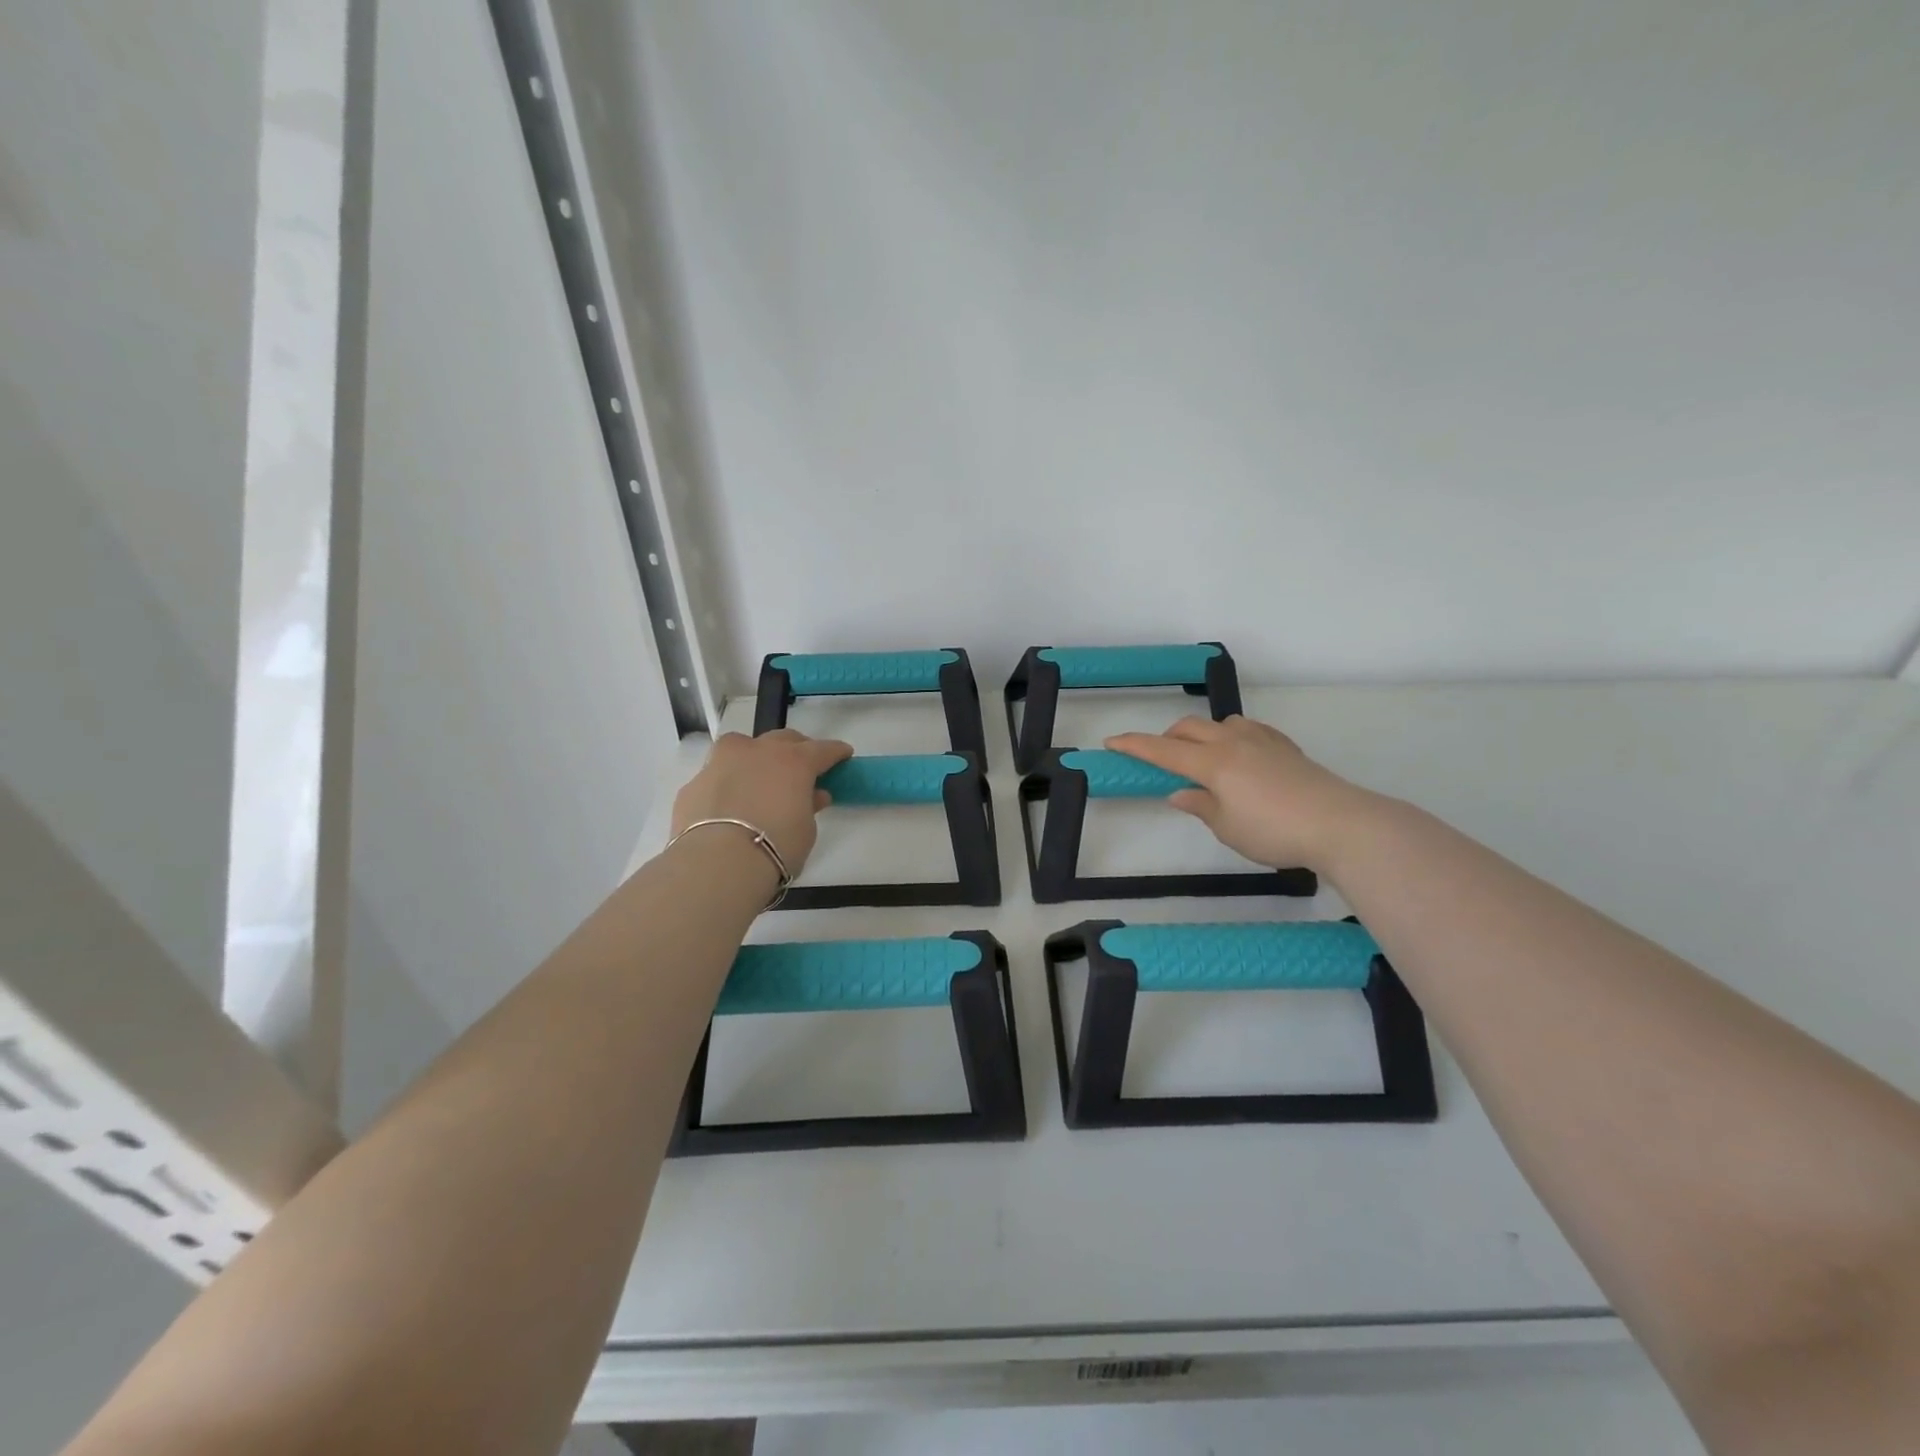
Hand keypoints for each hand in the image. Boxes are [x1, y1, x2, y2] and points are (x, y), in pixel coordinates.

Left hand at [671, 729, 852, 874]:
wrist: (717, 862)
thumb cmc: (775, 846)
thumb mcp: (805, 830)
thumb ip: (809, 807)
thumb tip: (812, 796)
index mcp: (794, 761)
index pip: (822, 750)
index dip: (836, 752)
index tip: (844, 754)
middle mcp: (758, 752)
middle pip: (783, 739)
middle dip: (796, 748)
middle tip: (802, 765)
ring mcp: (722, 762)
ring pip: (743, 746)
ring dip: (756, 755)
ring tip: (759, 774)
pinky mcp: (695, 782)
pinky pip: (718, 774)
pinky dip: (727, 782)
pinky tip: (729, 801)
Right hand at [1105, 716, 1372, 872]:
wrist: (1341, 824)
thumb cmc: (1274, 831)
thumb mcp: (1228, 828)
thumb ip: (1201, 806)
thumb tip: (1180, 793)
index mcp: (1212, 763)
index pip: (1163, 750)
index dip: (1135, 746)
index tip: (1111, 742)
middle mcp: (1233, 743)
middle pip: (1189, 728)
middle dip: (1168, 738)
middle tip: (1162, 760)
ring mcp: (1262, 740)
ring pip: (1221, 724)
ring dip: (1203, 735)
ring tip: (1205, 760)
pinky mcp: (1286, 746)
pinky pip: (1249, 730)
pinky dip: (1232, 738)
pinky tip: (1243, 758)